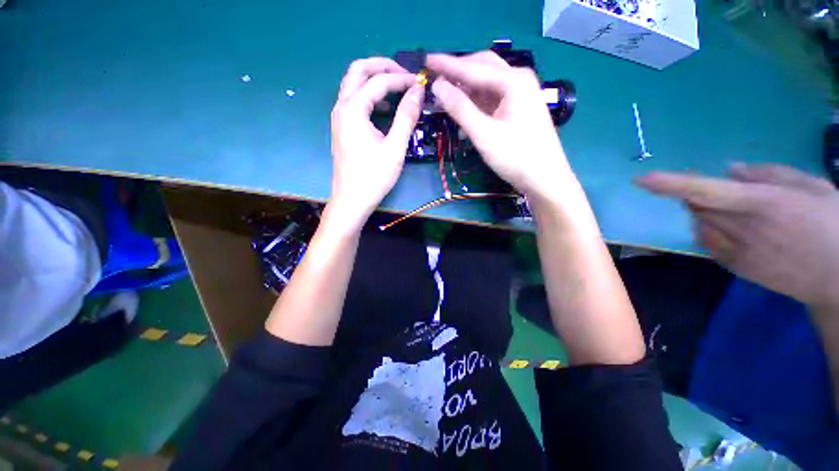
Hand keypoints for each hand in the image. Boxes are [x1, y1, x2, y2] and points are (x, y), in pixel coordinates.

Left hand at [329, 57, 424, 227]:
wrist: (352, 200)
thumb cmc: (374, 177)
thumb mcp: (395, 148)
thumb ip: (406, 117)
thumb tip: (418, 91)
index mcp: (353, 110)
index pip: (379, 81)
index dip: (402, 79)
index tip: (421, 83)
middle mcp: (341, 107)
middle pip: (358, 70)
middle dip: (383, 66)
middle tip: (405, 73)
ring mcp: (339, 117)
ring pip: (354, 84)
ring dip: (375, 80)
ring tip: (398, 88)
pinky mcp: (342, 128)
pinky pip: (354, 101)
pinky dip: (370, 97)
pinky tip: (385, 110)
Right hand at [426, 52, 573, 203]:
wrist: (544, 178)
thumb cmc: (516, 156)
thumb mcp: (484, 134)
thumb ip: (460, 109)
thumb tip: (438, 86)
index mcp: (513, 81)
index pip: (473, 68)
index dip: (448, 65)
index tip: (427, 60)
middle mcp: (518, 81)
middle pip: (483, 68)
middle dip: (458, 70)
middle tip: (435, 73)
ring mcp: (519, 96)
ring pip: (487, 83)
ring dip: (466, 86)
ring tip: (444, 89)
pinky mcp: (516, 110)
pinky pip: (492, 98)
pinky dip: (475, 101)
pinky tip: (463, 105)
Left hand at [636, 163, 838, 308]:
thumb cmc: (833, 223)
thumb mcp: (810, 186)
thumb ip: (768, 175)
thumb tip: (730, 171)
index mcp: (763, 204)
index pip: (705, 191)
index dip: (671, 185)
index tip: (642, 179)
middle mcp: (743, 229)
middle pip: (697, 208)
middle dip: (696, 196)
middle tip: (714, 190)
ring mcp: (737, 252)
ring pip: (700, 226)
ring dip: (705, 214)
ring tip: (735, 212)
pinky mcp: (736, 268)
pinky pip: (709, 244)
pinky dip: (712, 233)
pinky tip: (738, 231)